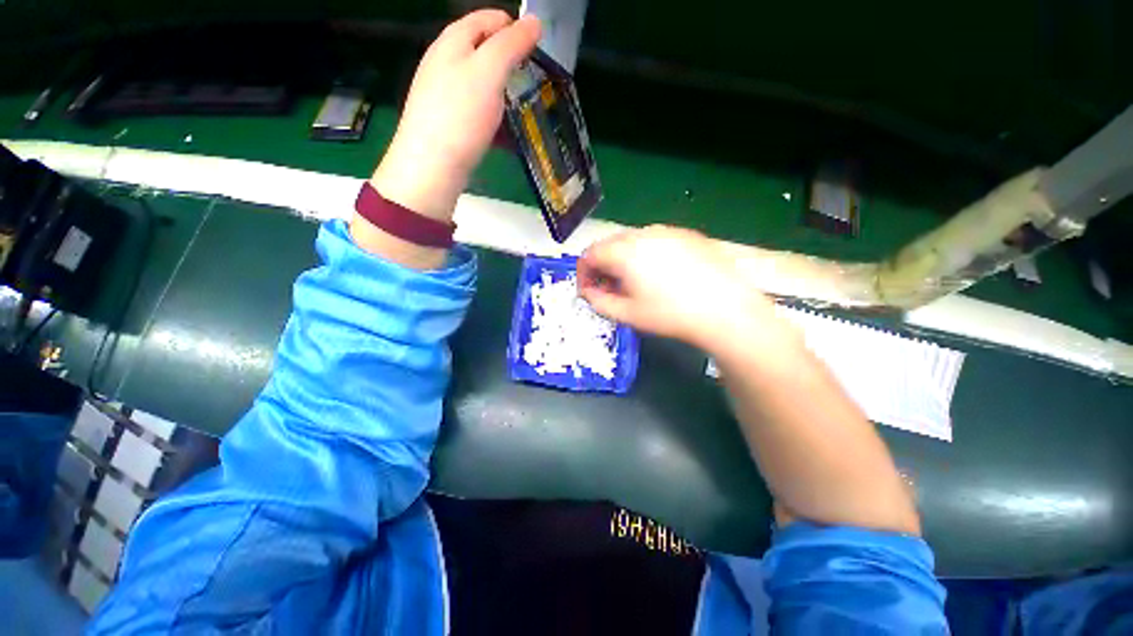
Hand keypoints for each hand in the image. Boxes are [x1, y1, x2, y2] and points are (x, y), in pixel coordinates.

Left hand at [371, 10, 540, 219]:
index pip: (487, 18)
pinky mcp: (446, 118)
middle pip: (480, 46)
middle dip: (506, 56)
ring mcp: (442, 91)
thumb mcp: (489, 71)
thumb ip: (511, 44)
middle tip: (529, 76)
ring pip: (476, 76)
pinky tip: (497, 122)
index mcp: (452, 41)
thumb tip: (534, 21)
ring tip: (517, 99)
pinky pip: (472, 102)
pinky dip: (489, 105)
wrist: (432, 165)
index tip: (535, 49)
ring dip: (499, 83)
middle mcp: (443, 60)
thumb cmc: (461, 115)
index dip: (513, 27)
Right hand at [577, 226, 785, 350]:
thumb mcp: (627, 314)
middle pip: (609, 244)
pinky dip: (644, 254)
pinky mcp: (686, 234)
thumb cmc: (670, 314)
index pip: (589, 254)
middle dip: (602, 266)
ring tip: (632, 283)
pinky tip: (658, 274)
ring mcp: (667, 231)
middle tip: (608, 289)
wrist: (725, 308)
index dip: (583, 273)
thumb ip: (599, 302)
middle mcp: (642, 233)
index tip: (587, 291)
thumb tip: (588, 292)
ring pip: (632, 241)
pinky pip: (654, 240)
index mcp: (624, 251)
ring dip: (622, 259)